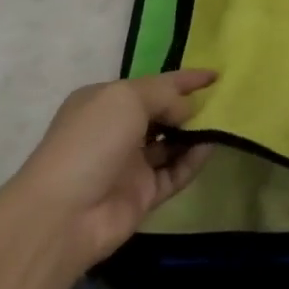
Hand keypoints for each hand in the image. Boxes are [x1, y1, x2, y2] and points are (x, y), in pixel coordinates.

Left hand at [10, 69, 216, 268]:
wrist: (64, 214)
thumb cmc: (91, 141)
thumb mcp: (126, 98)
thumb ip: (164, 95)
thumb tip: (187, 110)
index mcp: (104, 101)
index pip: (152, 84)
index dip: (184, 78)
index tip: (216, 74)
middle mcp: (116, 130)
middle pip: (162, 113)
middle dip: (190, 106)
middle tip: (224, 100)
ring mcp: (129, 164)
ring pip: (171, 144)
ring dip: (195, 133)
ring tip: (224, 123)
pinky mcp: (143, 194)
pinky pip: (175, 172)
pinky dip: (193, 160)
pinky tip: (211, 148)